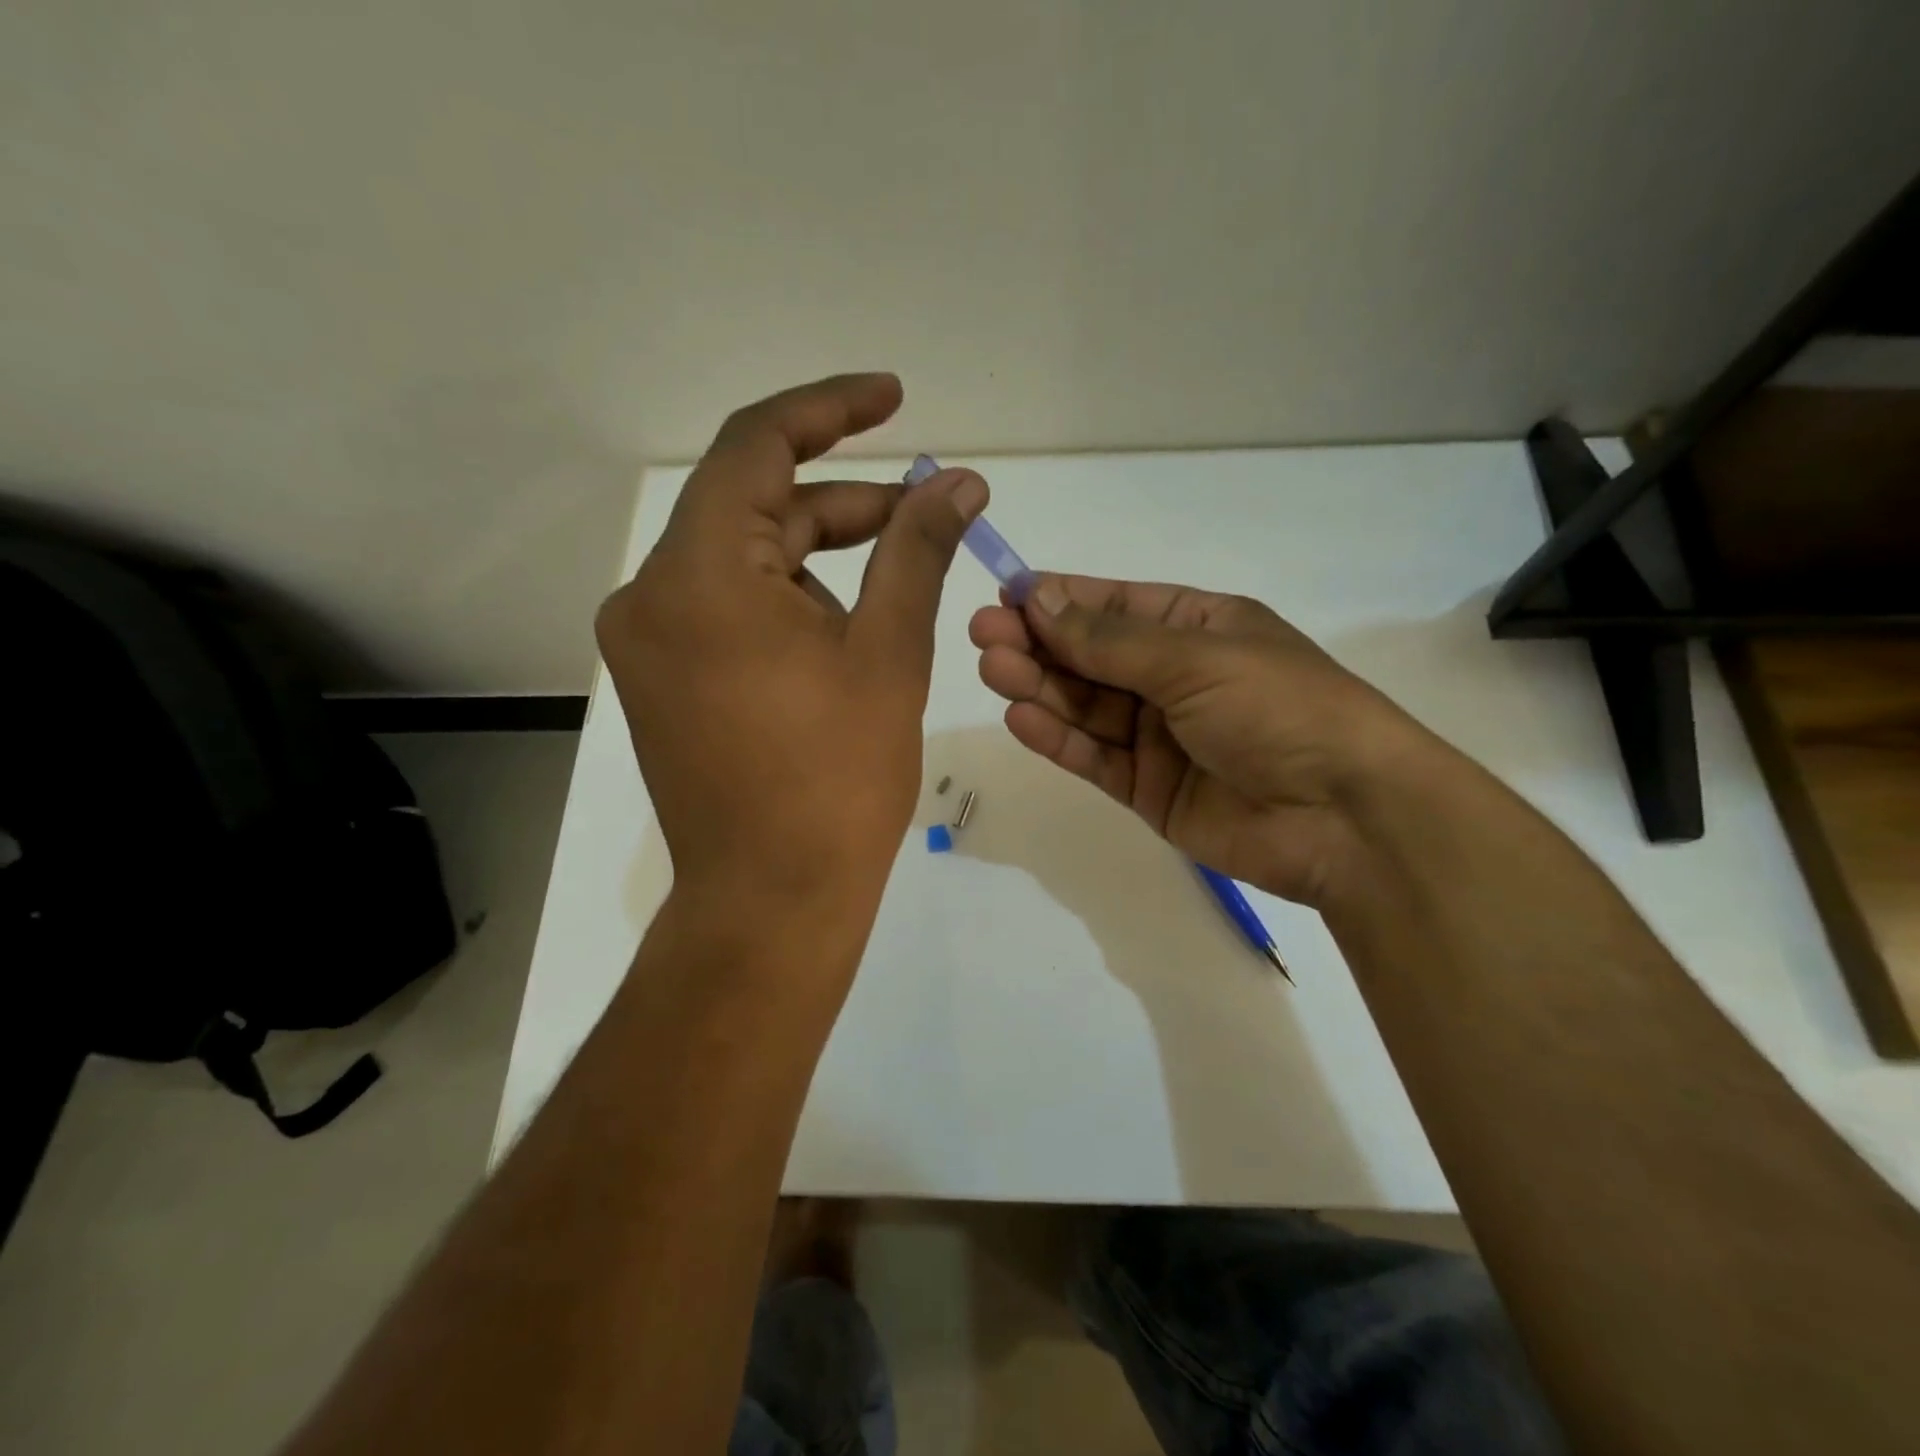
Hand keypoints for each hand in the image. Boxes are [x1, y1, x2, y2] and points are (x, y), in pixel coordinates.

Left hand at [597, 374, 985, 939]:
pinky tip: (842, 632)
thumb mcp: (889, 652)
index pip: (758, 445)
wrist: (773, 898)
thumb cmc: (838, 779)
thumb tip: (959, 482)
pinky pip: (726, 609)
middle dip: (844, 504)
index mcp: (698, 575)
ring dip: (819, 558)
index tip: (895, 398)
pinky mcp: (661, 680)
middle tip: (926, 513)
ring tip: (895, 586)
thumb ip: (918, 550)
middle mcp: (650, 595)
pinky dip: (786, 601)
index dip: (831, 410)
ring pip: (742, 562)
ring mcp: (647, 642)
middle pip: (754, 508)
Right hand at [969, 575, 1434, 905]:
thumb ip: (1111, 639)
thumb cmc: (1280, 709)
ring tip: (992, 669)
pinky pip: (1094, 757)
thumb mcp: (1196, 658)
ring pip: (1085, 706)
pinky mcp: (1148, 789)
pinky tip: (1020, 718)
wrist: (1345, 818)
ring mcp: (1159, 736)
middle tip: (983, 636)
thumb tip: (1039, 598)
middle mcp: (1174, 677)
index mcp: (1198, 627)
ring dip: (1039, 686)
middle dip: (1038, 643)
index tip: (1005, 595)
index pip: (1114, 605)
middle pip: (1091, 656)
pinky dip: (1058, 738)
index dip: (1059, 599)